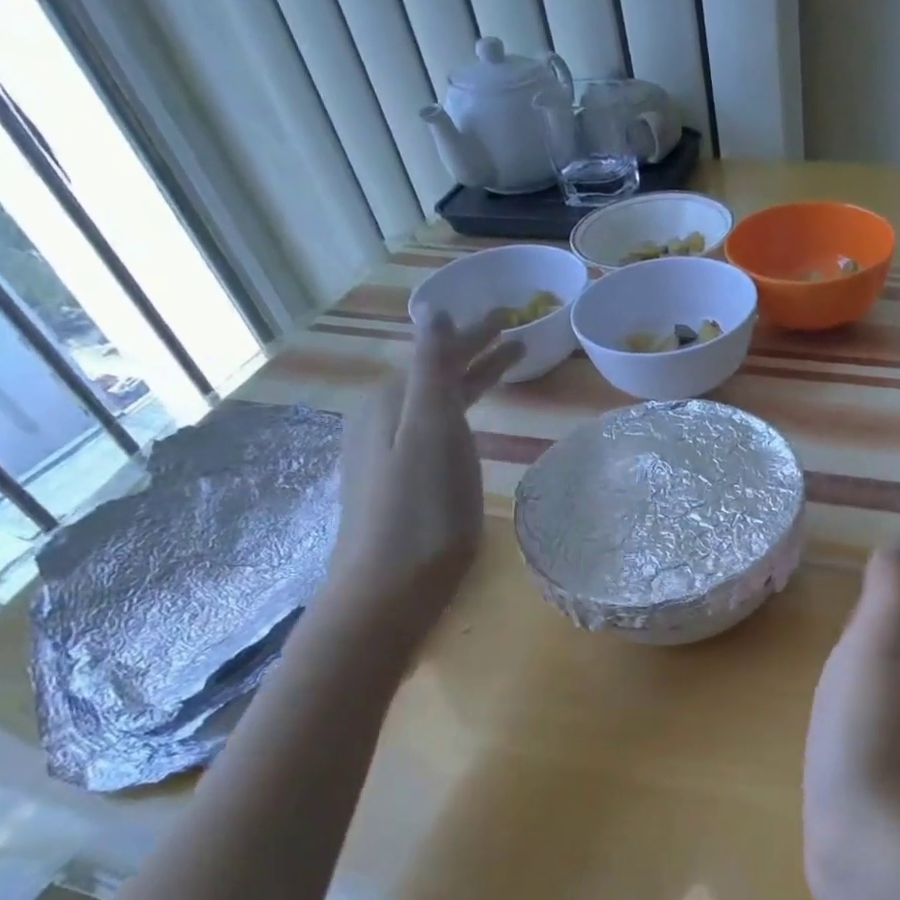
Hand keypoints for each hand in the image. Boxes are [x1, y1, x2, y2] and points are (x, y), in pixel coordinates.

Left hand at [324, 309, 521, 636]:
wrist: (388, 589)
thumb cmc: (421, 512)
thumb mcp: (430, 432)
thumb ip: (432, 370)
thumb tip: (433, 311)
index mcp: (393, 402)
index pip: (440, 352)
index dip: (475, 332)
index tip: (509, 315)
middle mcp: (385, 420)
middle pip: (438, 375)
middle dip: (475, 353)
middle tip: (515, 336)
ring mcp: (389, 453)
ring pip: (437, 403)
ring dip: (470, 382)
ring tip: (504, 371)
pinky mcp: (400, 483)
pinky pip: (435, 429)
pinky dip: (459, 413)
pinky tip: (467, 424)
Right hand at [803, 537, 899, 896]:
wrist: (862, 837)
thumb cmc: (863, 731)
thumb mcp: (875, 649)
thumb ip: (888, 596)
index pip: (898, 612)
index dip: (884, 586)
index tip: (864, 560)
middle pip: (890, 646)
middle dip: (873, 620)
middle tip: (840, 595)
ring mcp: (884, 740)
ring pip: (873, 682)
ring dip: (859, 660)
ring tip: (829, 642)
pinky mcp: (860, 773)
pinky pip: (853, 718)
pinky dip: (844, 699)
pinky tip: (825, 707)